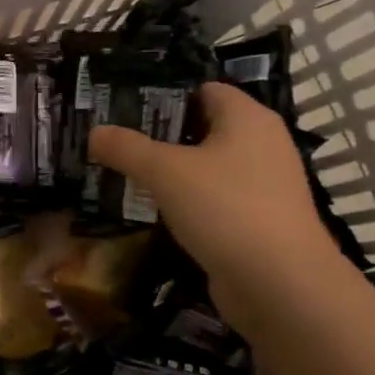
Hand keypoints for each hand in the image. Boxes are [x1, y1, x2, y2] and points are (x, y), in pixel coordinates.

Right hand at [90, 83, 340, 321]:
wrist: (280, 285)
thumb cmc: (225, 209)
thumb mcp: (165, 172)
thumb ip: (126, 148)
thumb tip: (94, 132)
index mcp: (248, 119)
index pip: (205, 90)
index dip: (166, 95)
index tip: (125, 108)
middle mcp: (263, 145)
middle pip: (204, 128)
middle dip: (162, 135)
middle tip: (117, 142)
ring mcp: (265, 186)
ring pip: (209, 168)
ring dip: (173, 172)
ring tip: (128, 175)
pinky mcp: (259, 222)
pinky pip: (216, 200)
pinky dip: (189, 203)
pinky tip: (157, 212)